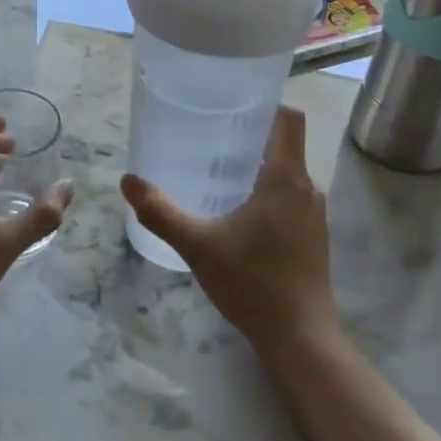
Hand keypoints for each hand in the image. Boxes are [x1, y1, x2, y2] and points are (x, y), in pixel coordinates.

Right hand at [120, 106, 336, 355]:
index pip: (289, 118)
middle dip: (248, 135)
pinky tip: (234, 210)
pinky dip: (264, 190)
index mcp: (286, 178)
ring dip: (255, 165)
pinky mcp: (311, 236)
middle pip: (284, 143)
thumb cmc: (253, 283)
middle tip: (207, 134)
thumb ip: (160, 211)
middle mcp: (307, 188)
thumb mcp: (198, 245)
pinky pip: (288, 196)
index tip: (231, 102)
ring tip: (214, 168)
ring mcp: (313, 214)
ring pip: (286, 172)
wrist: (300, 338)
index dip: (265, 102)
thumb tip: (127, 180)